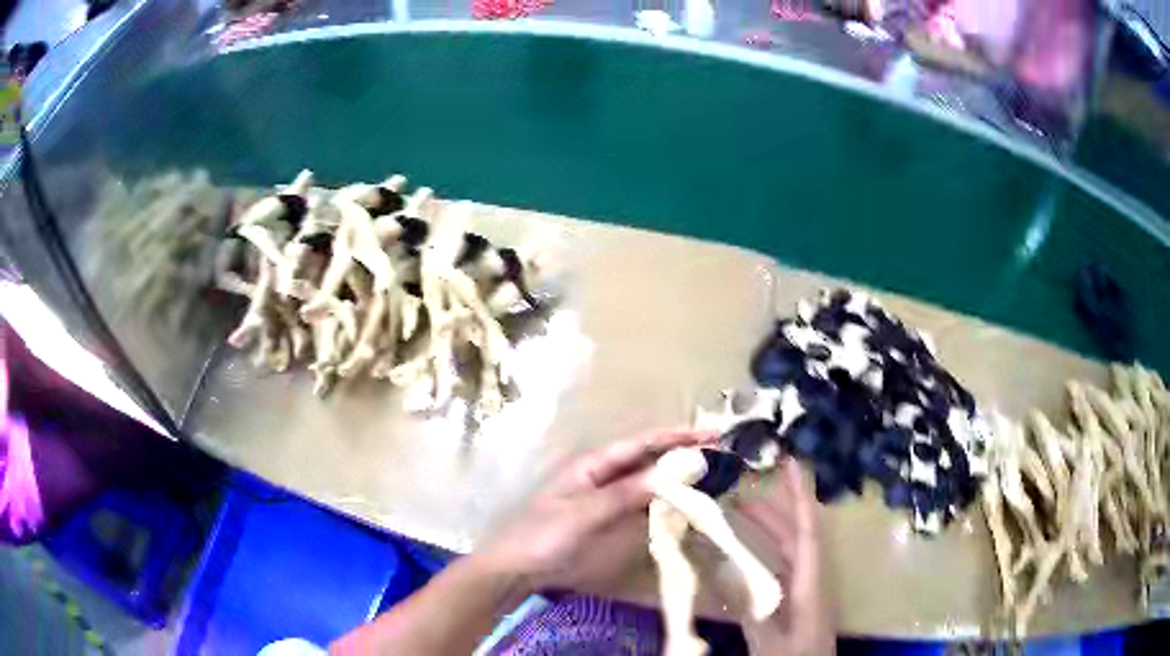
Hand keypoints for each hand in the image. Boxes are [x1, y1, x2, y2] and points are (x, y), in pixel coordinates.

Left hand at [481, 430, 713, 593]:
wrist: (519, 569)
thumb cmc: (543, 536)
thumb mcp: (582, 514)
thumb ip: (622, 496)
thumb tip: (666, 475)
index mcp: (593, 465)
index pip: (641, 444)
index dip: (675, 437)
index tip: (709, 436)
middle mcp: (604, 477)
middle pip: (649, 461)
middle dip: (681, 457)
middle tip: (720, 458)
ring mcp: (608, 500)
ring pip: (650, 484)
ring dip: (677, 481)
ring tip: (712, 479)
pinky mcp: (611, 522)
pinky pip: (644, 508)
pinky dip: (665, 506)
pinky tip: (684, 509)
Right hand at [734, 458, 833, 655]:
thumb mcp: (769, 640)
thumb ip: (749, 607)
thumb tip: (724, 571)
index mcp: (811, 582)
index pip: (806, 530)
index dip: (798, 496)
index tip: (788, 464)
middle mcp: (810, 579)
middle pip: (794, 537)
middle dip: (770, 513)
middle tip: (737, 496)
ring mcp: (804, 590)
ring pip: (786, 552)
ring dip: (765, 533)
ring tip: (736, 519)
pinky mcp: (796, 602)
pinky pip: (779, 569)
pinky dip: (761, 557)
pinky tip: (742, 558)